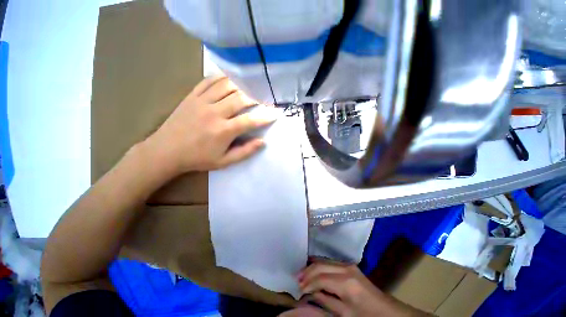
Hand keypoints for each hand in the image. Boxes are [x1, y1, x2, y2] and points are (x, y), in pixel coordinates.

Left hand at [143, 76, 275, 174]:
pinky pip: (209, 81)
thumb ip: (245, 152)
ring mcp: (202, 102)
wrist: (166, 151)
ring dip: (241, 85)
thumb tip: (262, 142)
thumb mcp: (224, 162)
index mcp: (224, 131)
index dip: (266, 116)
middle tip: (264, 98)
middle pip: (240, 99)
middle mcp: (214, 113)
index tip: (276, 113)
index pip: (251, 120)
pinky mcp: (192, 96)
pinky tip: (229, 79)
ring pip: (226, 86)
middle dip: (256, 98)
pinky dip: (221, 78)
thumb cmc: (198, 158)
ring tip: (250, 88)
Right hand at [295, 259, 428, 316]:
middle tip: (297, 279)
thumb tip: (309, 293)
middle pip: (321, 265)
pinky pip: (330, 262)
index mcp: (346, 283)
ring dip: (312, 267)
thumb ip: (325, 301)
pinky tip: (314, 269)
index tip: (298, 289)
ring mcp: (348, 265)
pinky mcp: (350, 266)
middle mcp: (346, 268)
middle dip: (307, 272)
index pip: (320, 278)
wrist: (387, 311)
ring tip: (302, 274)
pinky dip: (320, 266)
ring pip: (324, 261)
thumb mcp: (344, 314)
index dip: (308, 283)